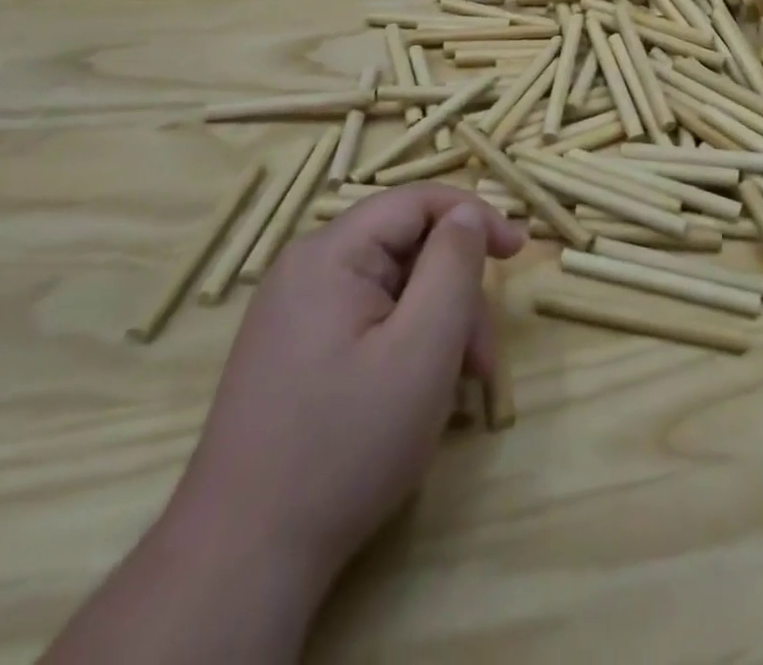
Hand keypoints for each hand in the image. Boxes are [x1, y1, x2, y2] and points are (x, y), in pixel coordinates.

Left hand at [166, 185, 523, 597]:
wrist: (243, 560)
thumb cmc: (347, 443)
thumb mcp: (424, 346)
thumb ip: (454, 264)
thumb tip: (468, 215)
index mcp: (330, 253)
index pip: (418, 201)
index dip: (475, 216)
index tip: (519, 252)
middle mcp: (307, 269)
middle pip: (409, 249)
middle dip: (457, 293)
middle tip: (484, 357)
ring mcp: (296, 312)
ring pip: (395, 288)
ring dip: (438, 325)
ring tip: (460, 387)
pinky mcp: (296, 350)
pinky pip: (371, 319)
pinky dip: (407, 343)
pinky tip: (419, 392)